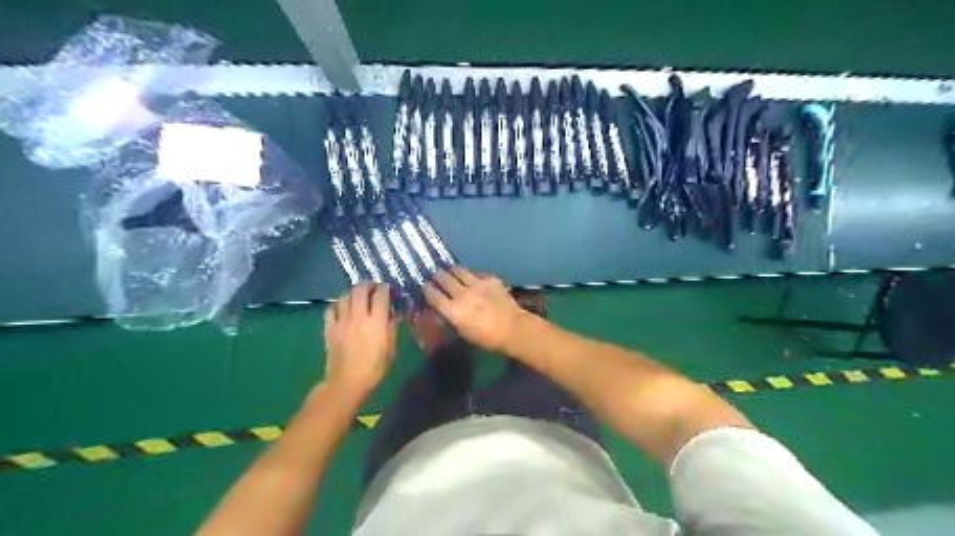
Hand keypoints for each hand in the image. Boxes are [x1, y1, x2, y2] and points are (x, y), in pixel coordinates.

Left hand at [323, 285, 393, 397]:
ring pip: (344, 296)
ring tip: (357, 296)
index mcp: (376, 321)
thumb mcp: (391, 348)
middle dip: (368, 285)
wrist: (347, 382)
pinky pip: (331, 309)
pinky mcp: (329, 328)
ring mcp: (341, 321)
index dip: (385, 288)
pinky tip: (342, 308)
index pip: (381, 295)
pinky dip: (337, 305)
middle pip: (360, 290)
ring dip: (352, 293)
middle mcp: (358, 316)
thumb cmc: (374, 367)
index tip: (388, 289)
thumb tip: (393, 312)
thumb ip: (392, 327)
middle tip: (373, 288)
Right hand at [426, 266, 529, 351]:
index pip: (432, 294)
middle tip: (435, 276)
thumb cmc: (486, 338)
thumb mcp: (462, 331)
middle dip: (437, 276)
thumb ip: (450, 317)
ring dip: (451, 270)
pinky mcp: (490, 279)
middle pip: (443, 278)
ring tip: (449, 271)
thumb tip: (440, 307)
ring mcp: (477, 284)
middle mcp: (462, 294)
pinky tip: (470, 278)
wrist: (513, 329)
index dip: (426, 289)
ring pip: (458, 270)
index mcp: (453, 311)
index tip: (425, 286)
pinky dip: (470, 275)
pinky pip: (475, 273)